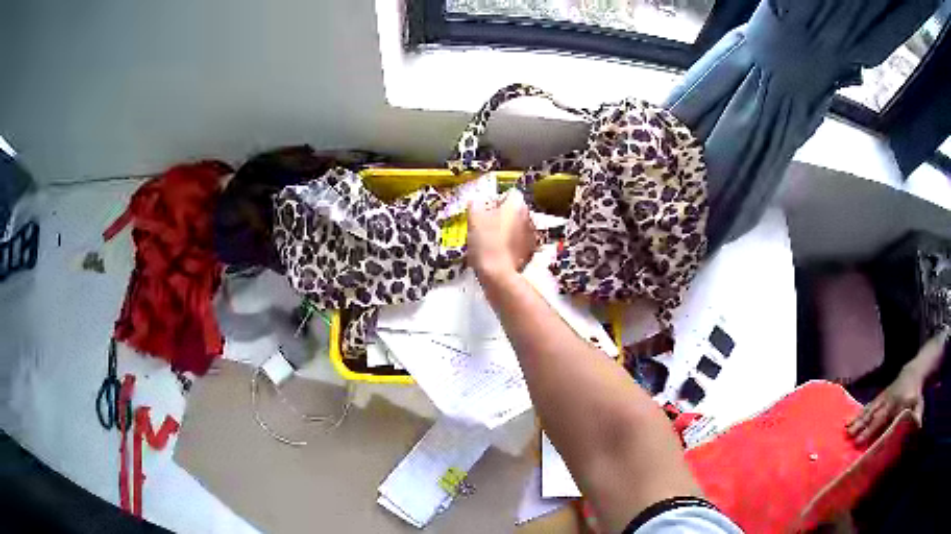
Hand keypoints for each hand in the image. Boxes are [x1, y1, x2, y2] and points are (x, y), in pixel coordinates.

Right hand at [466, 190, 536, 279]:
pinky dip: (511, 243)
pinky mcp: (531, 251)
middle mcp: (528, 216)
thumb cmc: (486, 242)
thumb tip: (478, 201)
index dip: (495, 200)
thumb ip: (476, 204)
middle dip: (501, 215)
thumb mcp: (474, 217)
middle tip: (485, 225)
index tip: (485, 210)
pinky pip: (519, 241)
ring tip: (491, 240)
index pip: (509, 193)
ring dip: (507, 229)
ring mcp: (532, 235)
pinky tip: (499, 252)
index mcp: (517, 204)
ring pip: (517, 226)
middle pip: (514, 210)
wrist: (499, 274)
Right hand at [847, 367, 924, 444]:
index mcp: (897, 405)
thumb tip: (917, 429)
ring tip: (846, 429)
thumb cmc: (916, 394)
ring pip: (870, 409)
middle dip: (862, 425)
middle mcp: (889, 401)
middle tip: (849, 436)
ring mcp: (883, 397)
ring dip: (858, 419)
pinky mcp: (880, 395)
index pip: (884, 419)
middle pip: (874, 414)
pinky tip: (850, 420)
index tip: (861, 441)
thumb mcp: (919, 404)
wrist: (914, 372)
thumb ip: (917, 417)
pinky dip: (859, 412)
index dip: (873, 430)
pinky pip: (869, 404)